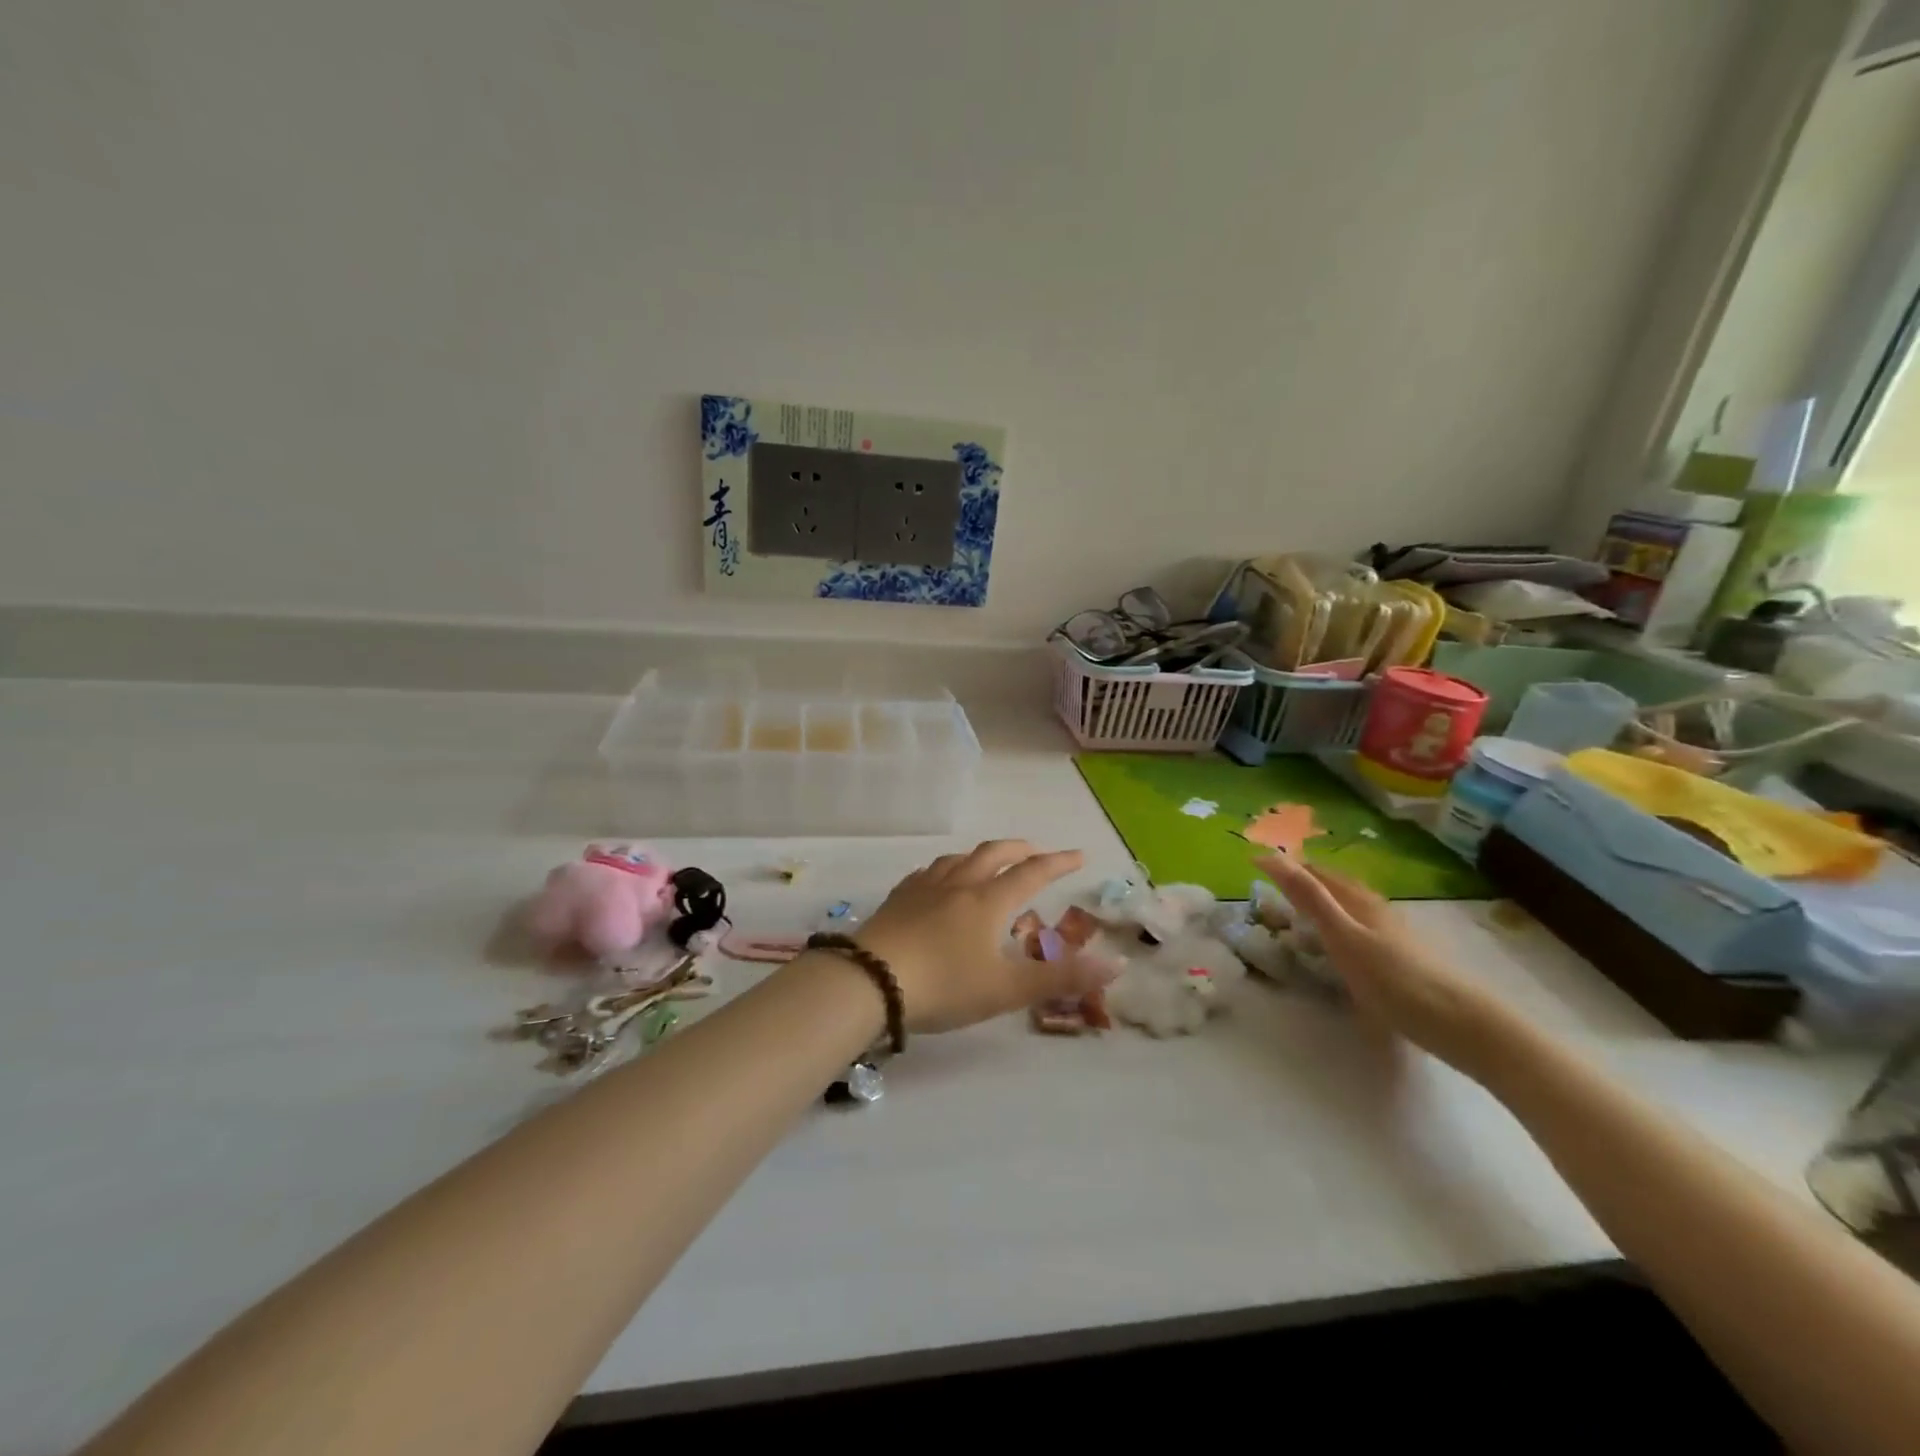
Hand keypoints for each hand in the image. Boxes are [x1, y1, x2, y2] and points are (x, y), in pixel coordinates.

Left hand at [854, 840, 1108, 1032]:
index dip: (1058, 863)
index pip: (1032, 874)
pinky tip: (939, 881)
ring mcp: (924, 888)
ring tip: (990, 862)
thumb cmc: (945, 985)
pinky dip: (947, 869)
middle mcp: (959, 884)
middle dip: (1021, 850)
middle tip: (1037, 853)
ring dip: (982, 855)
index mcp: (989, 901)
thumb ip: (1061, 978)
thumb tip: (1115, 964)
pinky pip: (928, 872)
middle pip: (994, 853)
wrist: (870, 981)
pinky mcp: (897, 898)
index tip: (1078, 856)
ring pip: (959, 858)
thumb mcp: (1007, 989)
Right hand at [1255, 852, 1515, 1073]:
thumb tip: (1269, 857)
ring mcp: (1394, 934)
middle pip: (1335, 886)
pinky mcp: (1405, 958)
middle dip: (1303, 881)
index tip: (1253, 865)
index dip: (1285, 866)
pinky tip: (1341, 947)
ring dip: (1323, 903)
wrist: (1465, 1025)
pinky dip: (1340, 927)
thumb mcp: (1342, 938)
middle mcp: (1377, 909)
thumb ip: (1308, 898)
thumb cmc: (1396, 981)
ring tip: (1300, 914)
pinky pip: (1362, 930)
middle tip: (1271, 888)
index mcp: (1359, 901)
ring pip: (1351, 908)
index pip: (1315, 872)